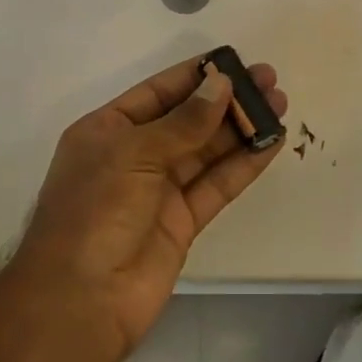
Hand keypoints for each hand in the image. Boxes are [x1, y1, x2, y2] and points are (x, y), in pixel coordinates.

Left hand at [0, 56, 287, 361]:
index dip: (195, 76)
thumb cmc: (95, 210)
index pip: (157, 93)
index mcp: (107, 131)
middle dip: (226, 99)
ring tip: (280, 103)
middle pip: (187, 119)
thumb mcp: (134, 153)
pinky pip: (217, 184)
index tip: (233, 61)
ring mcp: (159, 191)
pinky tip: (271, 142)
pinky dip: (244, 164)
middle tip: (269, 80)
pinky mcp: (183, 222)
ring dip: (242, 128)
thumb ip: (183, 122)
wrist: (81, 300)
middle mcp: (133, 156)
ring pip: (207, 151)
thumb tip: (222, 85)